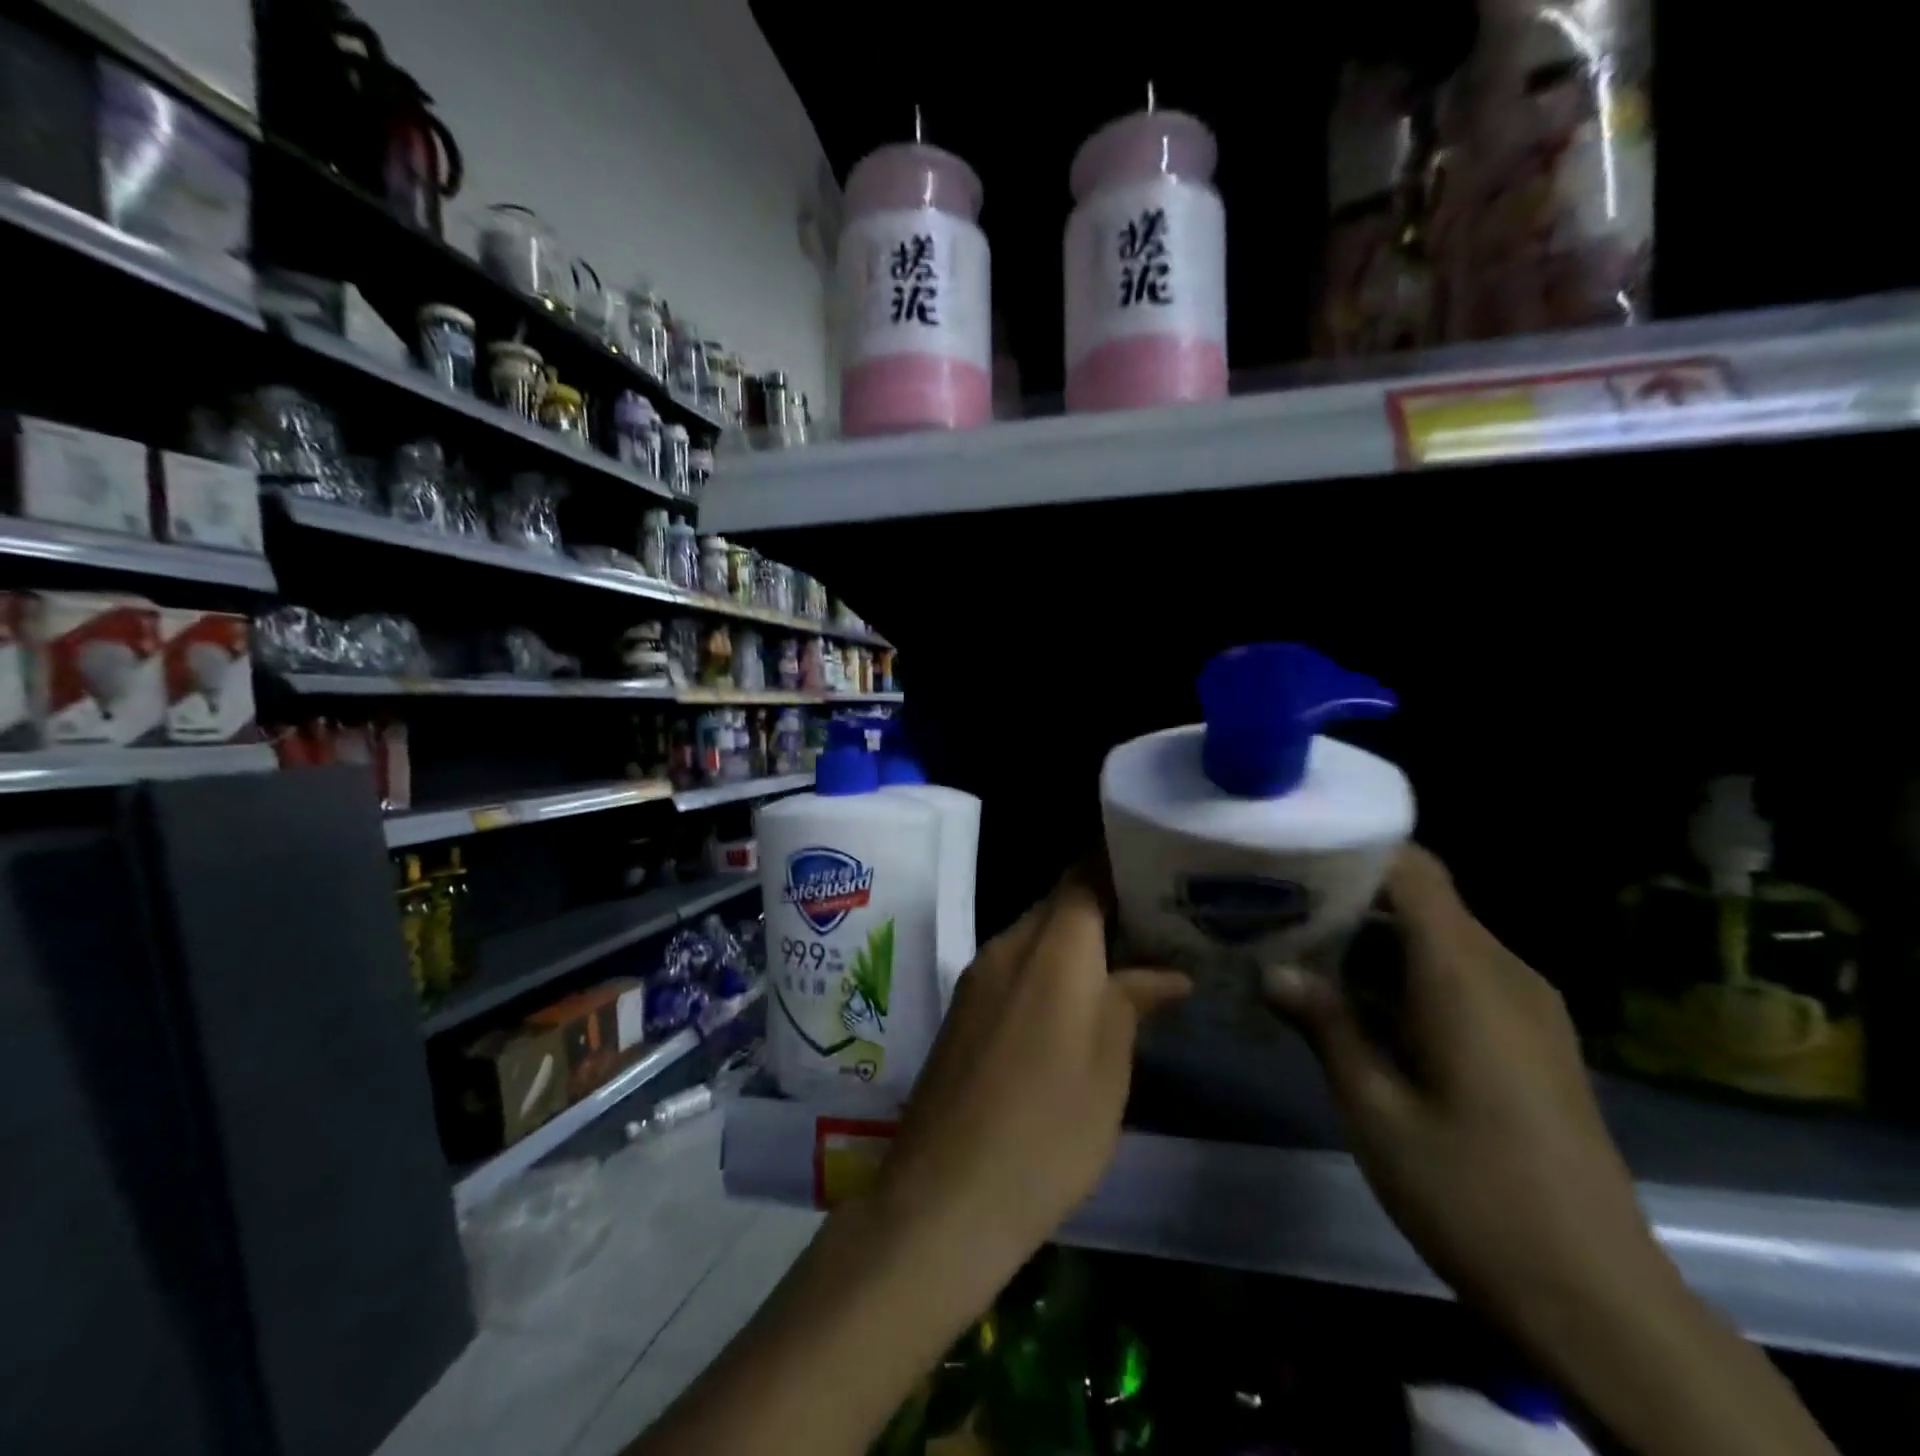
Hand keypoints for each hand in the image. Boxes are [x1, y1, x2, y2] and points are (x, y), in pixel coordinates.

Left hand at [874, 869, 1189, 1303]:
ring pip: (1035, 937)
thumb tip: (1167, 973)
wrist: (946, 1194)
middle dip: (1103, 905)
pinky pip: (1013, 968)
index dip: (1116, 861)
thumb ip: (1134, 1001)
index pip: (1084, 875)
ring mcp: (977, 977)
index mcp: (1051, 946)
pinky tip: (1073, 1004)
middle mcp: (1007, 945)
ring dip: (1075, 943)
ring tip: (1125, 961)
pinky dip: (1047, 971)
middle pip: (1058, 904)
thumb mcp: (1109, 1066)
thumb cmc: (1049, 1126)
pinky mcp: (963, 1011)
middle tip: (1154, 921)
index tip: (1153, 864)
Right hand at [1265, 845, 1675, 1344]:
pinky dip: (1401, 976)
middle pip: (1420, 902)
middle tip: (1274, 909)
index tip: (1292, 854)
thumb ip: (1325, 1026)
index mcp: (1466, 977)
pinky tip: (1352, 1007)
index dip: (1355, 850)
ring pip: (1435, 940)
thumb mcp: (1374, 1109)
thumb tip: (1273, 972)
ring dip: (1369, 942)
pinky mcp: (1529, 1039)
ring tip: (1298, 955)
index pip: (1414, 871)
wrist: (1598, 1300)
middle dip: (1346, 899)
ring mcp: (1524, 1008)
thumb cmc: (1472, 1194)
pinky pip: (1457, 977)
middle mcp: (1503, 974)